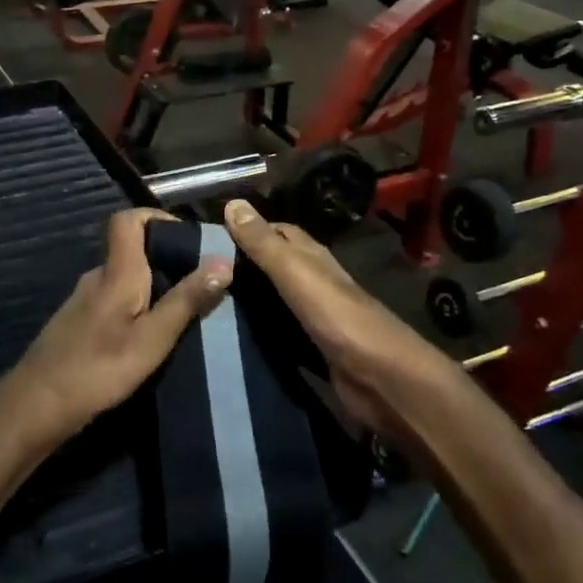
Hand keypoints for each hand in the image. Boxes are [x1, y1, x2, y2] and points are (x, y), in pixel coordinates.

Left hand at [4, 210, 232, 451]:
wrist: (37, 405)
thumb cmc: (99, 369)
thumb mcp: (153, 338)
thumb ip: (186, 300)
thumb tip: (223, 261)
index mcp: (116, 272)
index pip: (127, 220)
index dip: (156, 217)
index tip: (187, 239)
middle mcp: (97, 277)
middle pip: (130, 250)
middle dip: (166, 259)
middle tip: (198, 284)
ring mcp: (83, 301)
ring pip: (123, 279)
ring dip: (152, 287)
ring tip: (181, 312)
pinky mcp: (78, 324)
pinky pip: (113, 301)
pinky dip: (134, 307)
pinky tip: (148, 336)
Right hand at [222, 200, 470, 442]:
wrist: (383, 379)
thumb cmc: (340, 319)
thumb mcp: (297, 274)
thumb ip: (265, 244)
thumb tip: (232, 203)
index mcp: (313, 258)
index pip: (278, 231)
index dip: (247, 228)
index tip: (207, 235)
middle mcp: (315, 282)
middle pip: (276, 265)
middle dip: (243, 265)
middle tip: (198, 271)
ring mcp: (316, 317)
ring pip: (276, 299)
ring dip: (249, 298)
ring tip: (206, 300)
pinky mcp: (314, 348)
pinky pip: (280, 331)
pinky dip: (259, 329)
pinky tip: (235, 335)